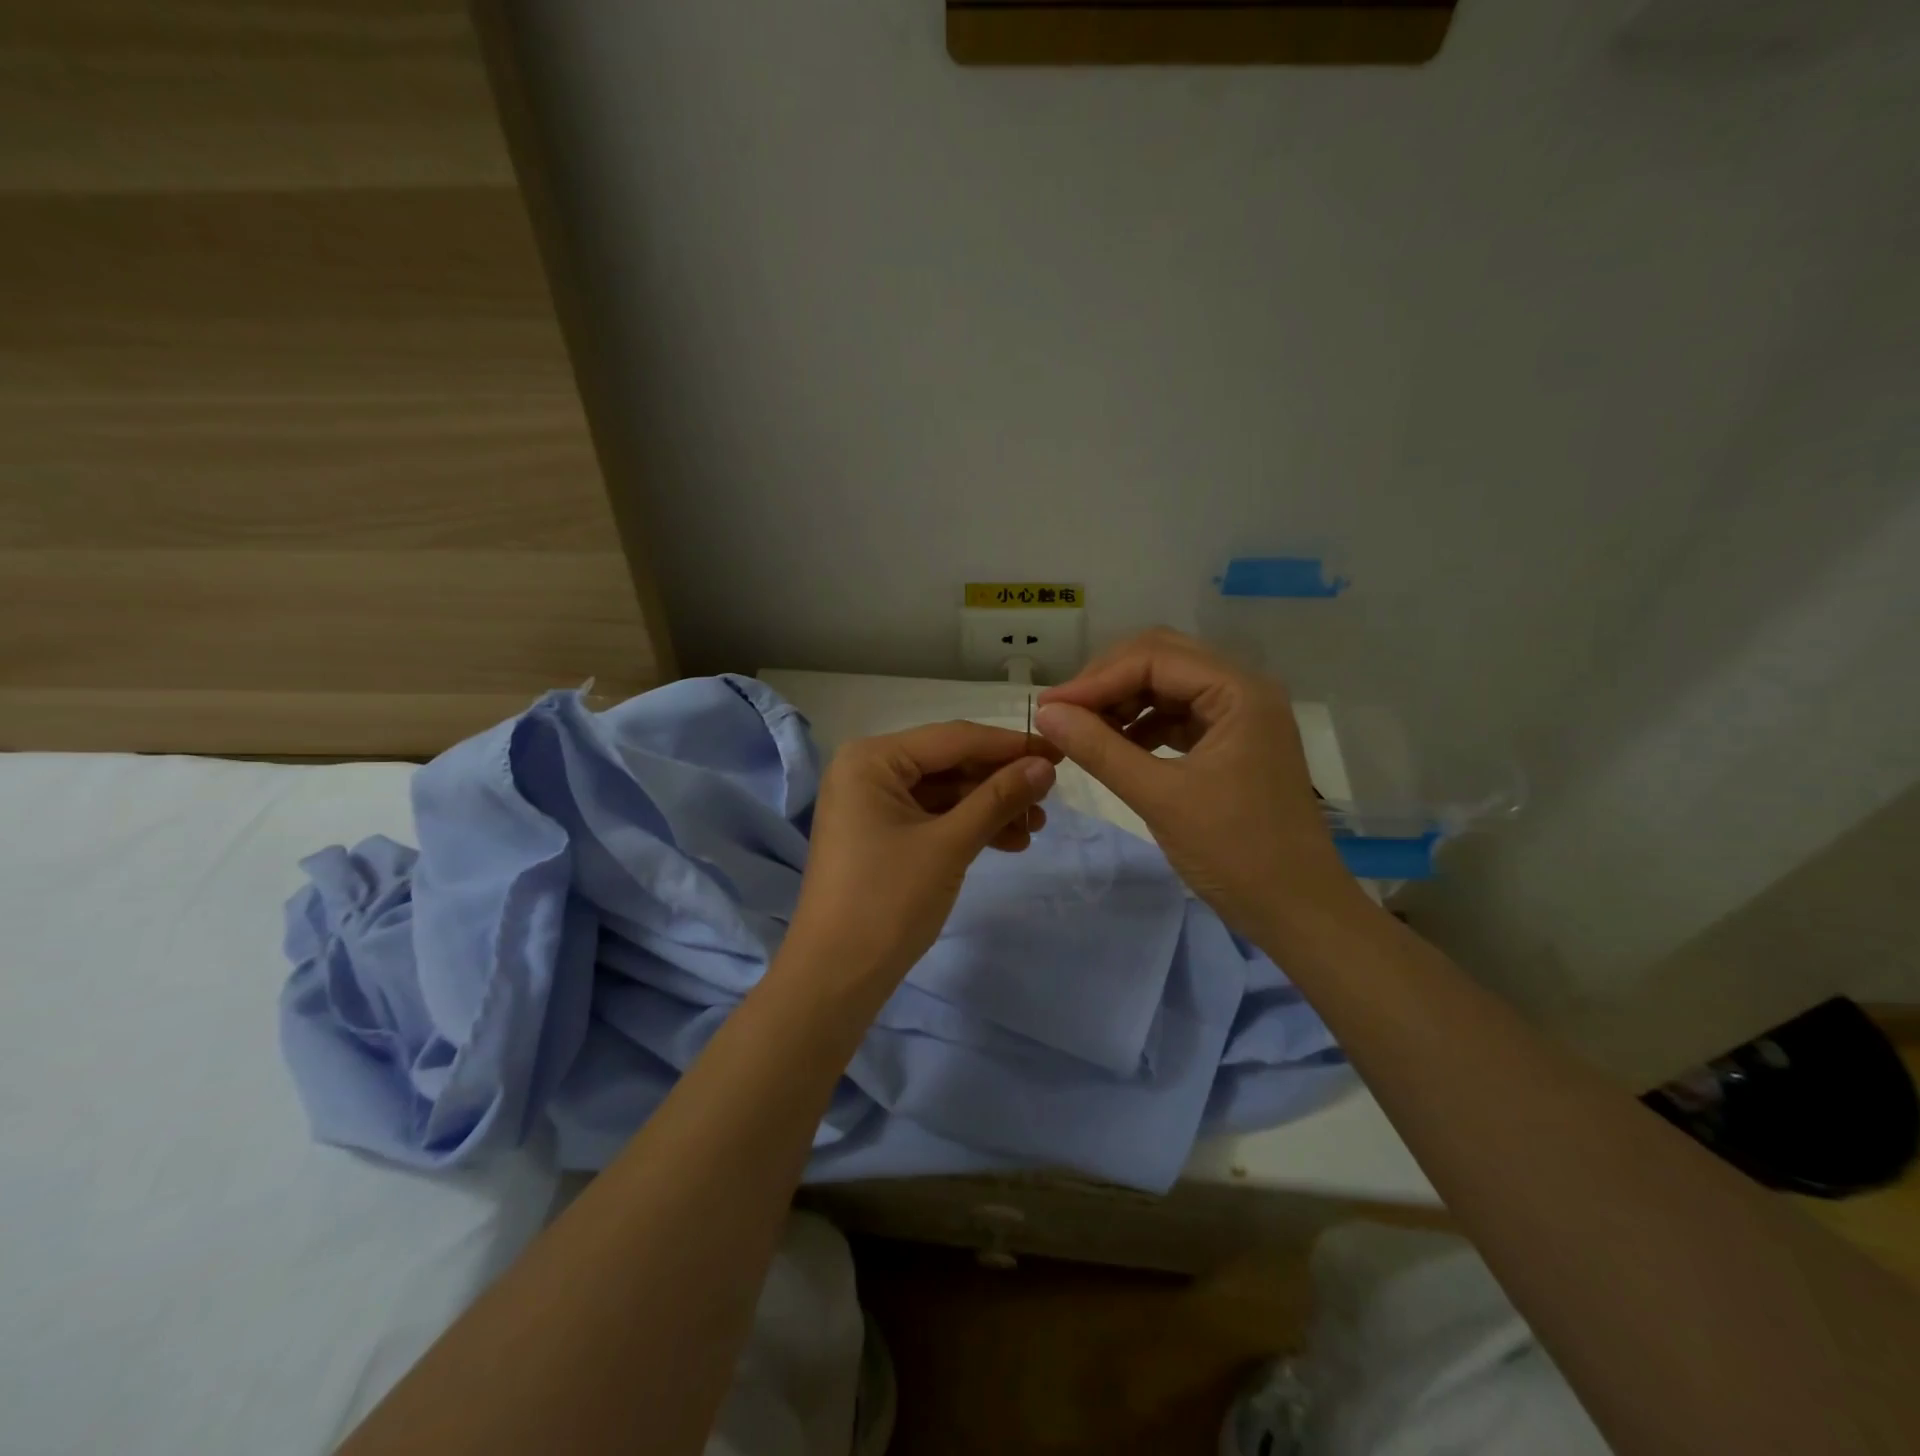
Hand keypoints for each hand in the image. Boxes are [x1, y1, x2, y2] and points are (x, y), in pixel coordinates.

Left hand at [782, 722, 1059, 993]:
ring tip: (1034, 828)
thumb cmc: (888, 901)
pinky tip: (1009, 841)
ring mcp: (871, 804)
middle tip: (1049, 798)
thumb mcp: (949, 844)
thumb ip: (998, 798)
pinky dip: (968, 827)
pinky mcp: (879, 834)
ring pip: (944, 792)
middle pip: (949, 763)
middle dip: (1000, 782)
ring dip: (989, 807)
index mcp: (872, 759)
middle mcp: (867, 770)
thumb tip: (1045, 767)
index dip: (1010, 745)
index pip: (954, 738)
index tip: (1059, 752)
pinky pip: (932, 817)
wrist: (836, 976)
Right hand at [1036, 628, 1364, 946]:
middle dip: (1107, 683)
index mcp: (1239, 691)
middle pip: (1162, 660)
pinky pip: (1178, 717)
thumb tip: (1046, 714)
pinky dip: (1142, 727)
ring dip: (1122, 703)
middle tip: (1063, 714)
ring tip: (1082, 732)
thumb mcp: (1159, 797)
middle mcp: (1243, 690)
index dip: (1096, 679)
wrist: (1297, 911)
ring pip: (1168, 687)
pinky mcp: (1233, 744)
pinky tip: (1115, 748)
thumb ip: (1100, 749)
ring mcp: (1240, 717)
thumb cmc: (1235, 852)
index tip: (1049, 708)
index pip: (1153, 658)